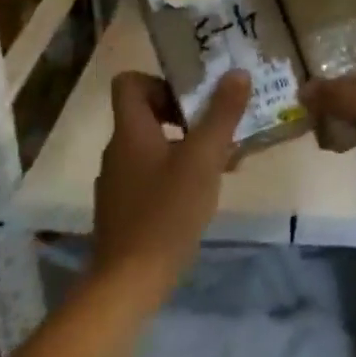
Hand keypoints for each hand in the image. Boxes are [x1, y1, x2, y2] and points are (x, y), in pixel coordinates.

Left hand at [90, 70, 249, 306]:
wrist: (129, 283)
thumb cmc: (167, 212)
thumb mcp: (204, 157)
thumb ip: (222, 114)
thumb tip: (237, 73)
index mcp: (130, 132)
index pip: (130, 83)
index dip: (160, 81)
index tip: (193, 97)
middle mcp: (118, 151)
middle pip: (146, 114)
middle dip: (186, 114)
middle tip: (219, 126)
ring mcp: (119, 183)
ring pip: (154, 146)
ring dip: (186, 145)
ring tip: (222, 160)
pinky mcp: (125, 210)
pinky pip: (152, 175)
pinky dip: (177, 173)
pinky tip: (203, 192)